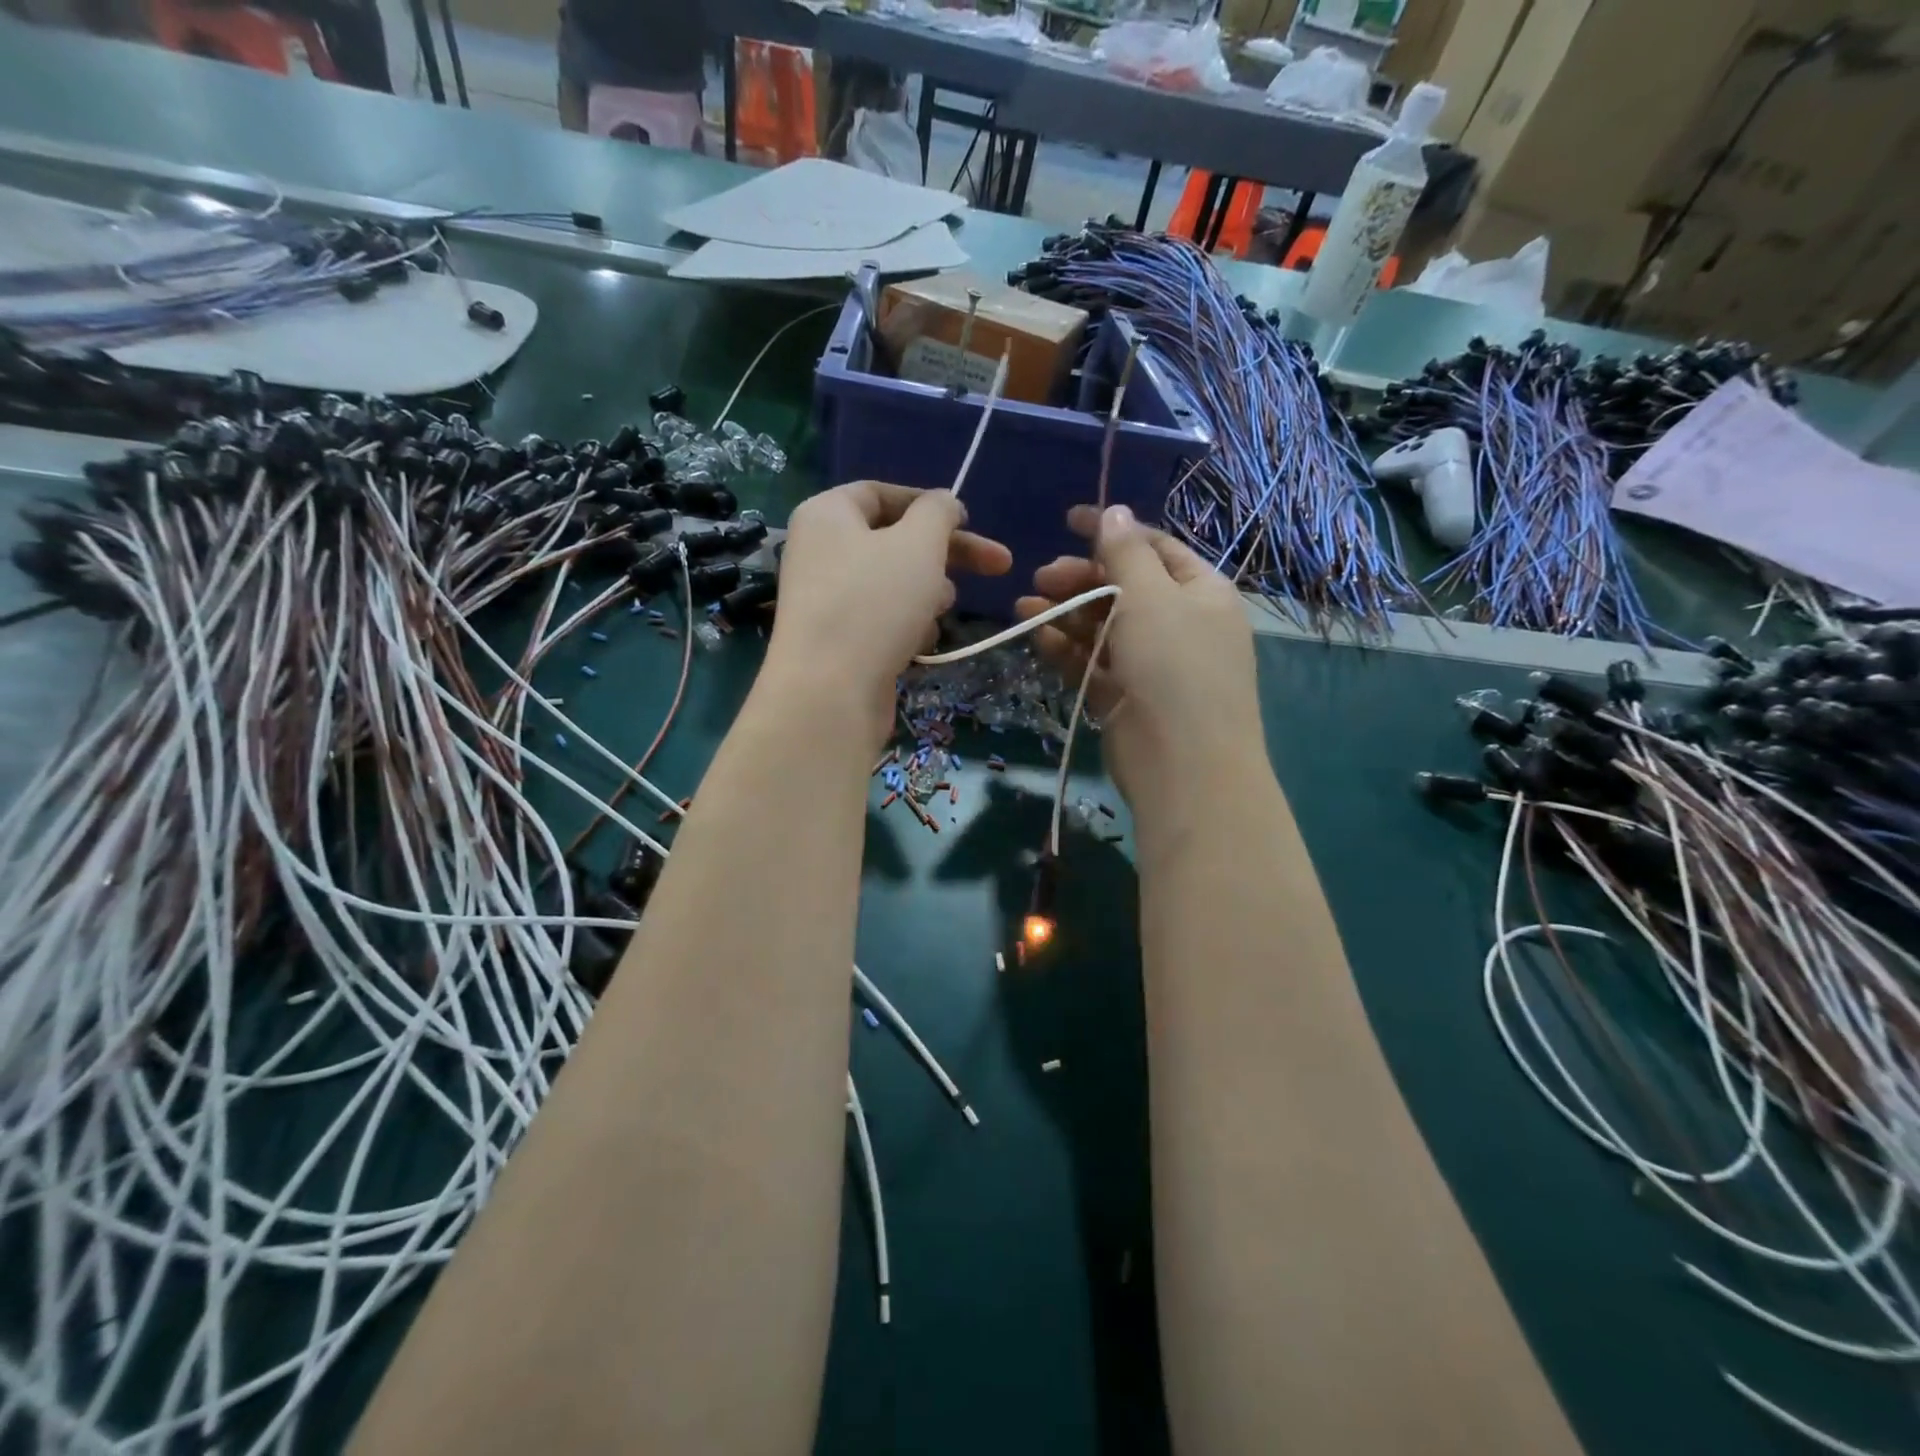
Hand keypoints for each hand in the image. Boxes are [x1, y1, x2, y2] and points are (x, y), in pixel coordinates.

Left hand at [769, 481, 1010, 744]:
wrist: (829, 693)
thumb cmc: (875, 603)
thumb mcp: (919, 543)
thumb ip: (938, 513)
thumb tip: (944, 503)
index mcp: (826, 515)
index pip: (881, 493)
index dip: (928, 503)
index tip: (967, 520)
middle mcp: (820, 552)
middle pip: (894, 541)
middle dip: (946, 555)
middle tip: (999, 567)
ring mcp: (826, 600)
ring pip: (892, 583)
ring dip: (928, 593)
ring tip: (943, 610)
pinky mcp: (837, 641)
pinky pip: (881, 619)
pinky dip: (906, 625)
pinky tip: (921, 642)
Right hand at [1016, 504, 1262, 823]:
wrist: (1184, 767)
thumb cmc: (1175, 667)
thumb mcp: (1152, 597)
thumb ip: (1127, 553)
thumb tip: (1115, 510)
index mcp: (1201, 592)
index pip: (1155, 548)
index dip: (1114, 530)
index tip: (1069, 521)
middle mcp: (1179, 623)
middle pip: (1123, 587)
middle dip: (1081, 578)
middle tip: (1041, 578)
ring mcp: (1150, 663)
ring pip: (1102, 625)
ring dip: (1065, 613)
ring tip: (1024, 607)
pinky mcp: (1123, 696)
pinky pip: (1092, 661)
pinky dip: (1066, 647)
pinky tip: (1036, 635)